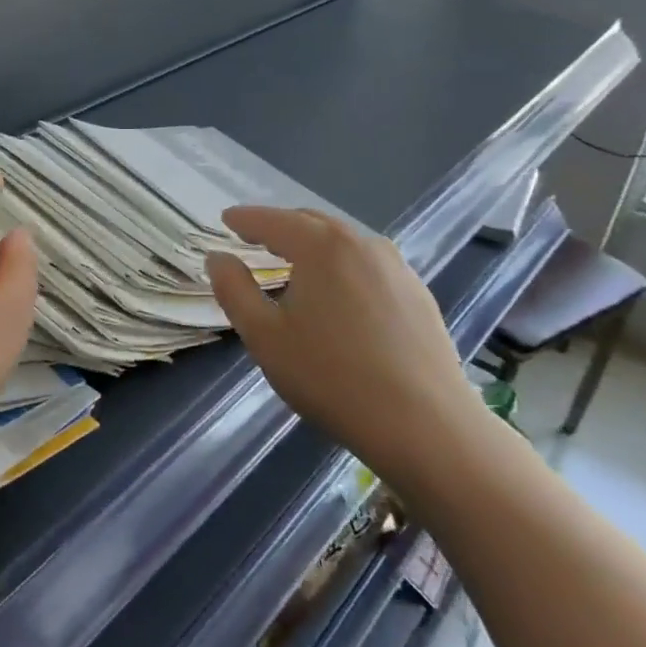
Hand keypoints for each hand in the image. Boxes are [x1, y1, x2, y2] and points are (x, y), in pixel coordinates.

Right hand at [206, 207, 487, 493]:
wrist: (427, 427)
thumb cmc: (331, 377)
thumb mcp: (264, 336)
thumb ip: (234, 289)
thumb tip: (218, 258)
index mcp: (321, 246)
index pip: (272, 220)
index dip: (245, 219)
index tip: (226, 219)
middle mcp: (362, 244)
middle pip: (311, 222)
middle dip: (279, 226)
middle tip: (254, 240)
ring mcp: (397, 268)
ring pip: (343, 242)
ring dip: (313, 245)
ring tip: (294, 265)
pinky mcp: (419, 294)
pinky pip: (368, 264)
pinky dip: (342, 265)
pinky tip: (338, 294)